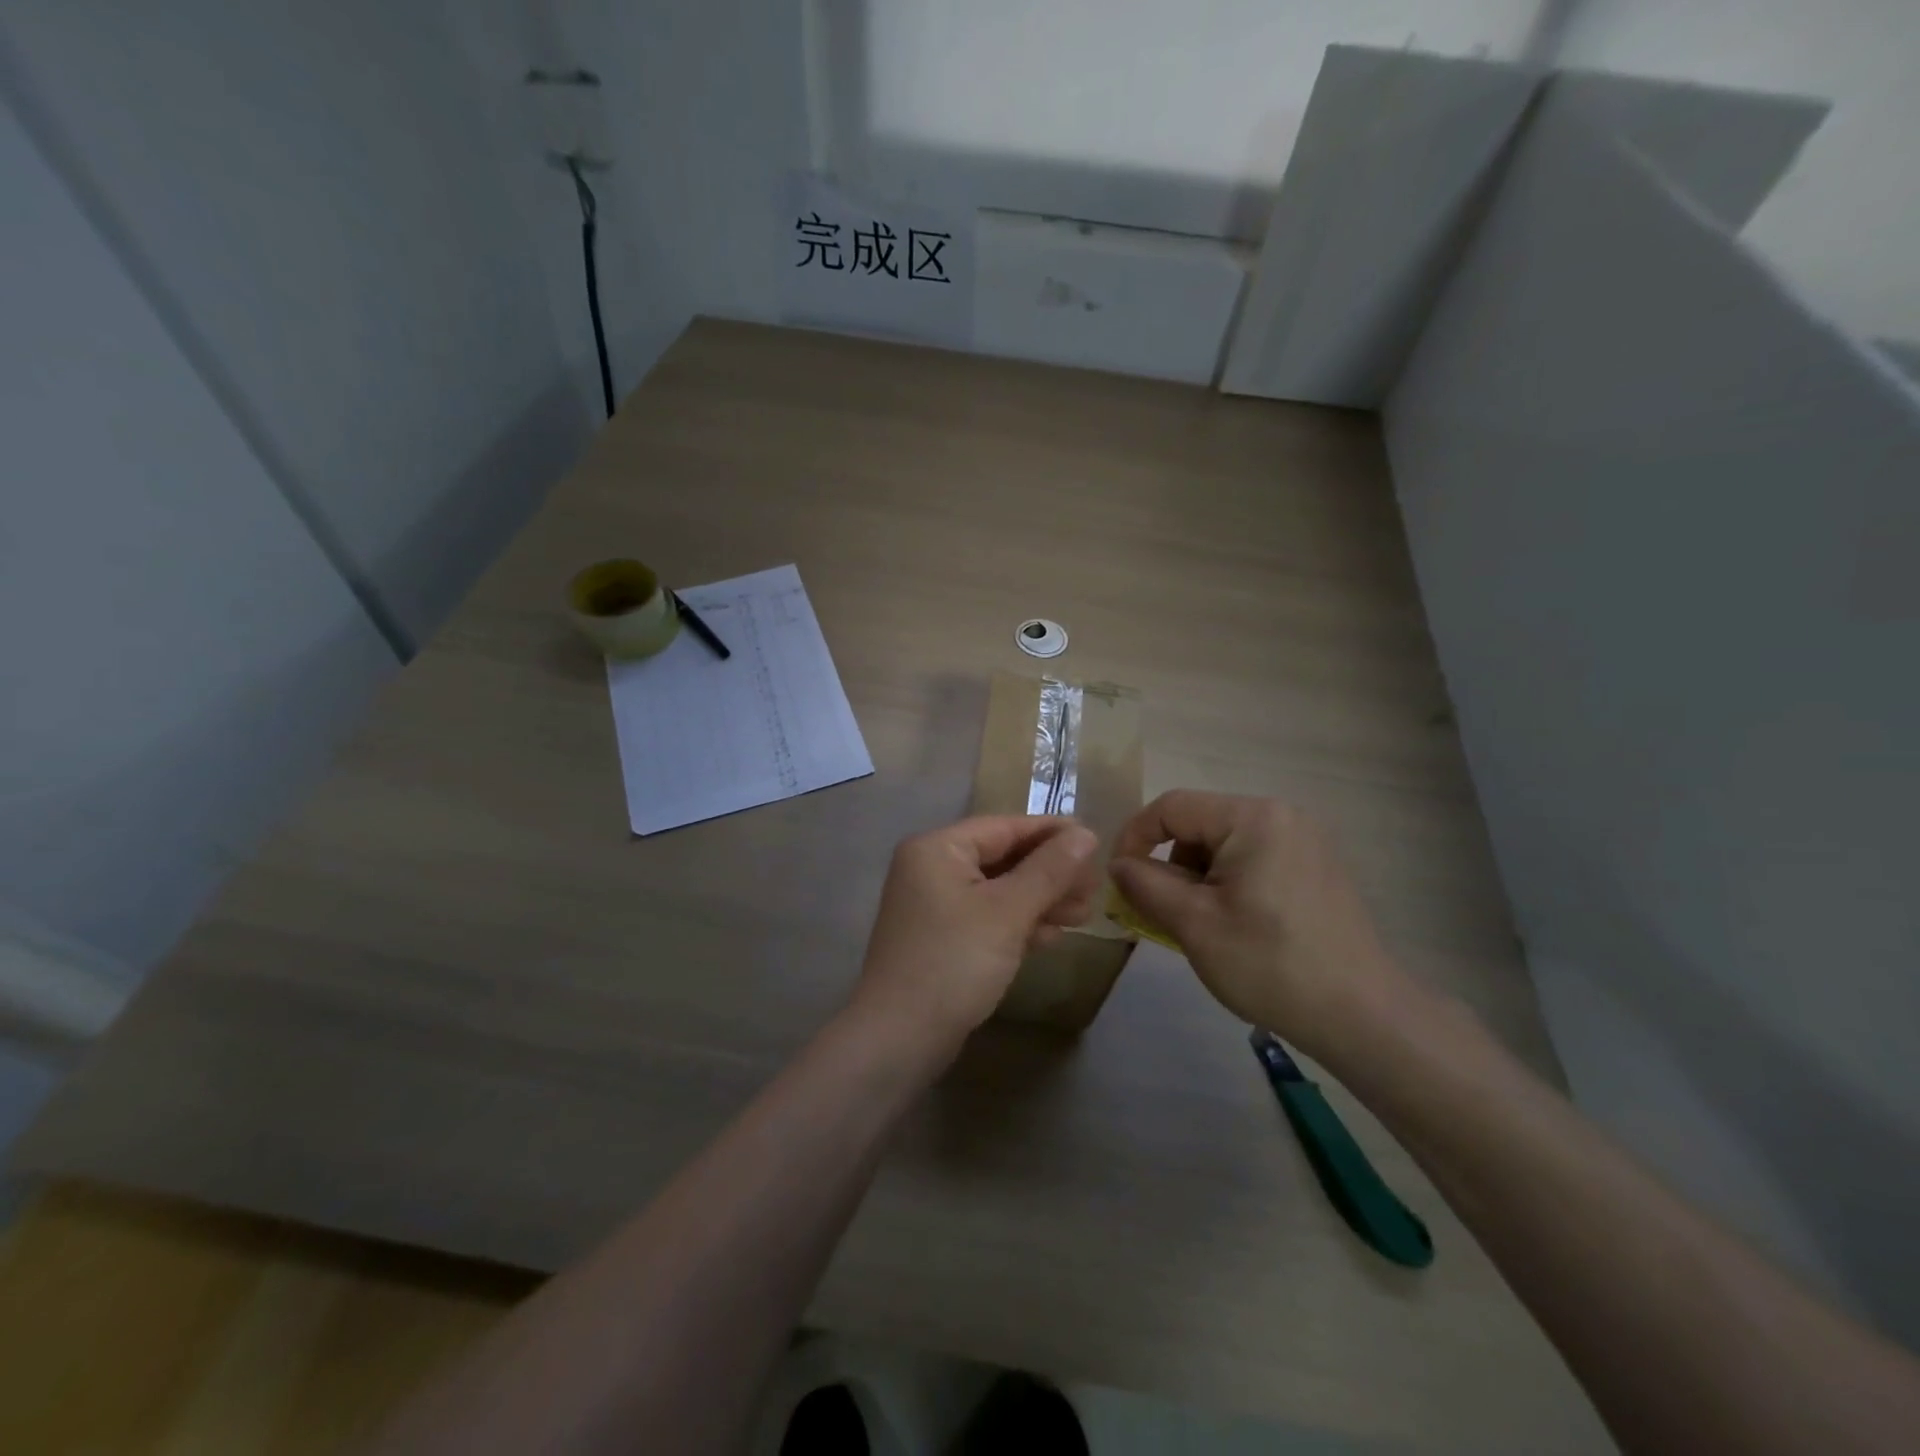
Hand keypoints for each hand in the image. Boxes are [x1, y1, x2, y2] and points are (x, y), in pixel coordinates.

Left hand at [850, 816, 1100, 1059]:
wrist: (899, 1038)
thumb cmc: (954, 962)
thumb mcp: (1008, 912)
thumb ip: (1049, 870)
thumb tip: (1086, 834)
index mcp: (937, 848)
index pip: (1004, 827)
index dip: (1051, 833)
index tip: (1095, 840)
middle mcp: (931, 868)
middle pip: (1002, 857)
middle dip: (1050, 872)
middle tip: (1095, 887)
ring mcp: (934, 906)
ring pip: (998, 890)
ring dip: (1040, 899)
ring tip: (1084, 913)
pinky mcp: (941, 939)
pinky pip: (987, 917)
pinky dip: (1019, 922)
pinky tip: (1053, 936)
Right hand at [1108, 791, 1413, 1063]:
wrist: (1362, 1016)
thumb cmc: (1270, 964)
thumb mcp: (1194, 924)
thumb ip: (1145, 885)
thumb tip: (1118, 864)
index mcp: (1252, 818)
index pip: (1171, 807)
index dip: (1134, 838)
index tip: (1119, 880)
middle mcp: (1281, 815)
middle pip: (1199, 823)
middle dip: (1171, 863)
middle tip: (1162, 912)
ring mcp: (1304, 840)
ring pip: (1224, 843)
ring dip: (1198, 876)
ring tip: (1201, 925)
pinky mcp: (1316, 866)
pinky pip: (1253, 858)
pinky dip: (1228, 883)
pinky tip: (1235, 925)